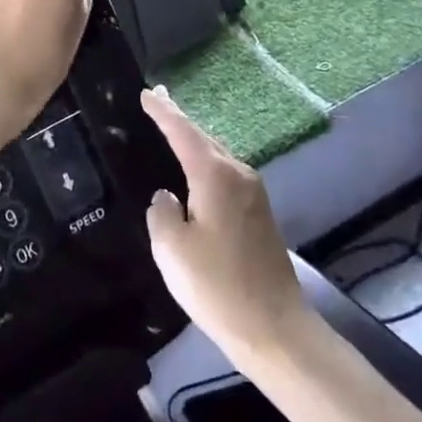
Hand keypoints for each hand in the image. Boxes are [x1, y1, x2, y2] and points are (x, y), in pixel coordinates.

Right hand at [141, 88, 314, 361]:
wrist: (274, 328)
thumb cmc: (217, 286)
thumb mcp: (172, 250)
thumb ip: (161, 213)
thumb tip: (167, 198)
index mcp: (215, 175)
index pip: (183, 132)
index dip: (163, 111)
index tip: (147, 93)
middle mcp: (239, 175)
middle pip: (204, 138)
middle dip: (180, 120)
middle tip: (159, 101)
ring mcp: (254, 194)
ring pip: (217, 156)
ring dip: (195, 142)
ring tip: (173, 130)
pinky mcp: (259, 215)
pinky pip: (226, 175)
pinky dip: (206, 165)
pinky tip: (196, 174)